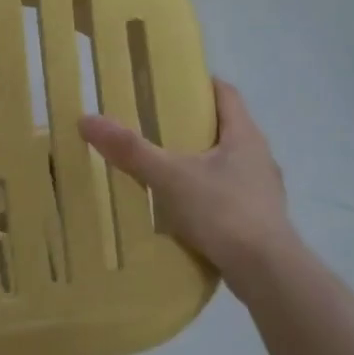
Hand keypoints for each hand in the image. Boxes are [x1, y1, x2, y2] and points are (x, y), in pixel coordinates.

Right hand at [79, 78, 301, 296]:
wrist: (265, 270)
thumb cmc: (223, 211)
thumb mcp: (170, 177)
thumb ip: (131, 150)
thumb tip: (87, 120)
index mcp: (245, 136)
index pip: (226, 95)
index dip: (200, 84)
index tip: (171, 84)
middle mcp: (259, 157)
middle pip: (226, 129)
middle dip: (193, 126)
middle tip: (155, 128)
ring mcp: (262, 191)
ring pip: (227, 165)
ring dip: (200, 164)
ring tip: (165, 170)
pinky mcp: (259, 220)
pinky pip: (228, 197)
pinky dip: (206, 196)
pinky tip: (183, 211)